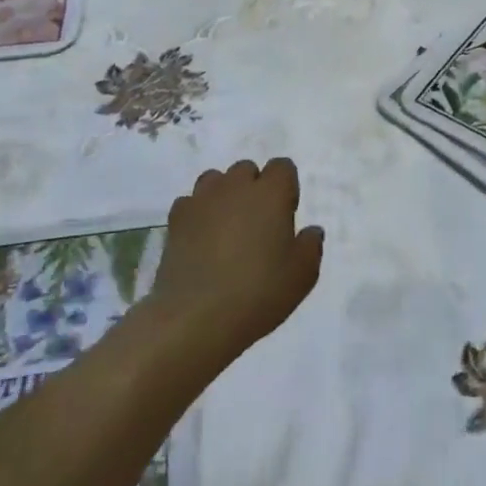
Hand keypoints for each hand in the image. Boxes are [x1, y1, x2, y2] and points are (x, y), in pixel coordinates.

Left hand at [150, 158, 323, 356]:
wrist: (196, 318)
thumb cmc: (259, 292)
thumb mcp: (302, 275)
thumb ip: (310, 246)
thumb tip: (311, 231)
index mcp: (271, 193)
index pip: (282, 167)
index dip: (286, 187)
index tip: (285, 215)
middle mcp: (235, 187)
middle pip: (247, 169)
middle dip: (253, 188)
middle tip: (257, 224)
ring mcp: (201, 201)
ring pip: (215, 180)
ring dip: (224, 195)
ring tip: (226, 228)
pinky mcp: (175, 220)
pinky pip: (190, 203)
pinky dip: (197, 214)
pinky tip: (200, 240)